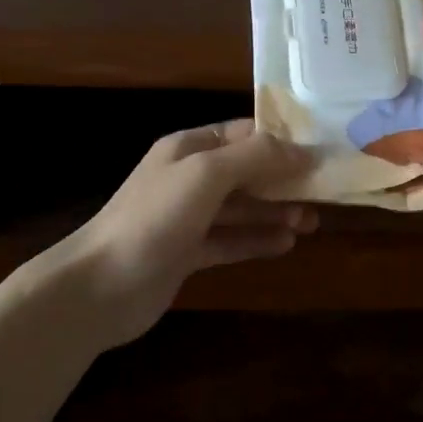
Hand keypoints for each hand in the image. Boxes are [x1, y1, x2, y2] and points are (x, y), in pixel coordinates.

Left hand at [63, 120, 318, 343]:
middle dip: (283, 180)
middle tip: (323, 193)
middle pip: (246, 172)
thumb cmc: (154, 218)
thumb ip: (254, 158)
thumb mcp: (206, 175)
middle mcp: (189, 178)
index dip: (281, 142)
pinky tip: (286, 245)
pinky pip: (230, 241)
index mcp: (189, 148)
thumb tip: (301, 150)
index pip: (243, 134)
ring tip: (311, 222)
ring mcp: (187, 217)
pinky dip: (257, 241)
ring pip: (241, 208)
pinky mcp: (187, 254)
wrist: (99, 287)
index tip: (319, 154)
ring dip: (275, 212)